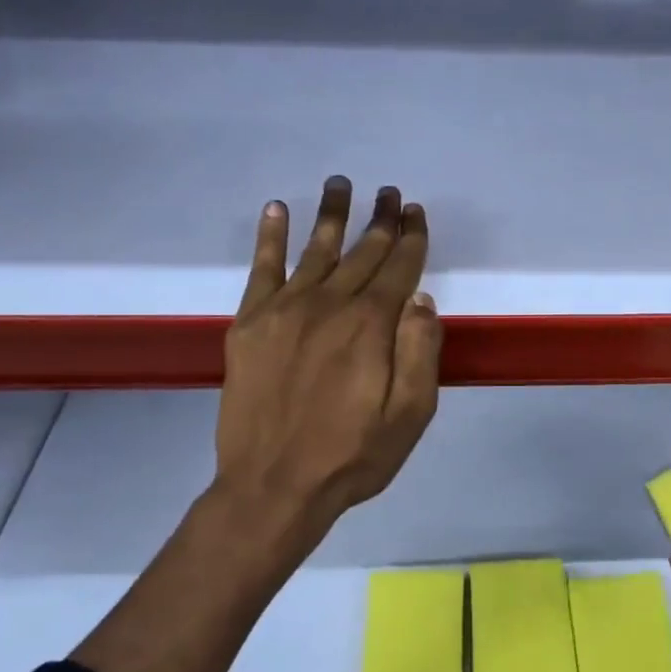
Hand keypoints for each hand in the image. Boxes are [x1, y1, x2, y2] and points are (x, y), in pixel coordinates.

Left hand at [212, 176, 441, 564]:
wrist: (273, 487)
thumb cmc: (353, 455)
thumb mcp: (411, 414)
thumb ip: (420, 351)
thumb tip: (420, 296)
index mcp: (371, 326)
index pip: (398, 267)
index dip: (410, 237)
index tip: (415, 211)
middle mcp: (329, 306)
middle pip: (361, 252)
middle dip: (379, 220)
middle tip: (389, 192)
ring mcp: (284, 312)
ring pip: (315, 250)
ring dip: (332, 215)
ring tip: (341, 184)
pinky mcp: (250, 325)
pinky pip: (262, 269)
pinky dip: (270, 238)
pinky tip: (276, 210)